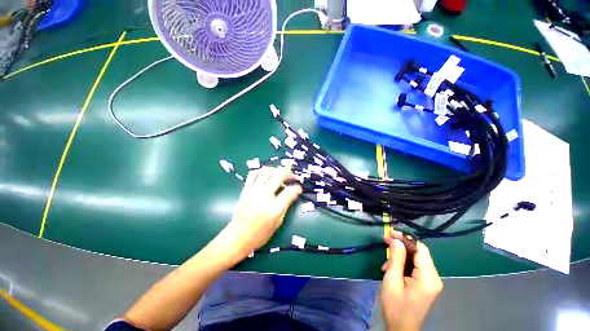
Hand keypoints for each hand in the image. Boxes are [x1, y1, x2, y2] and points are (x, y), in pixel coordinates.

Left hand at [219, 167, 301, 259]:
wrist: (239, 236)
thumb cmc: (261, 232)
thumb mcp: (279, 221)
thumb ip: (287, 204)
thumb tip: (294, 191)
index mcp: (275, 208)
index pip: (290, 190)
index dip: (297, 187)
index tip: (298, 188)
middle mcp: (265, 195)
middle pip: (280, 175)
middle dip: (289, 173)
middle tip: (293, 176)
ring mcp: (254, 190)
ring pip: (267, 170)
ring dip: (276, 169)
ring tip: (280, 174)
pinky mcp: (246, 189)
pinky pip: (253, 173)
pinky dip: (262, 171)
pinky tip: (266, 175)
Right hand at [381, 231, 442, 330]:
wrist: (401, 329)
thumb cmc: (395, 307)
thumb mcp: (392, 280)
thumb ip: (396, 259)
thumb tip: (396, 240)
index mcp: (428, 278)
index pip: (421, 249)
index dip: (406, 238)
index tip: (390, 233)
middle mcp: (433, 277)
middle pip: (419, 253)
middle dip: (401, 245)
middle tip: (385, 240)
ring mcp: (430, 281)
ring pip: (415, 259)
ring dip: (400, 256)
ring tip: (385, 263)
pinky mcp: (425, 284)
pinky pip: (415, 267)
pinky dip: (402, 264)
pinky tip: (391, 269)